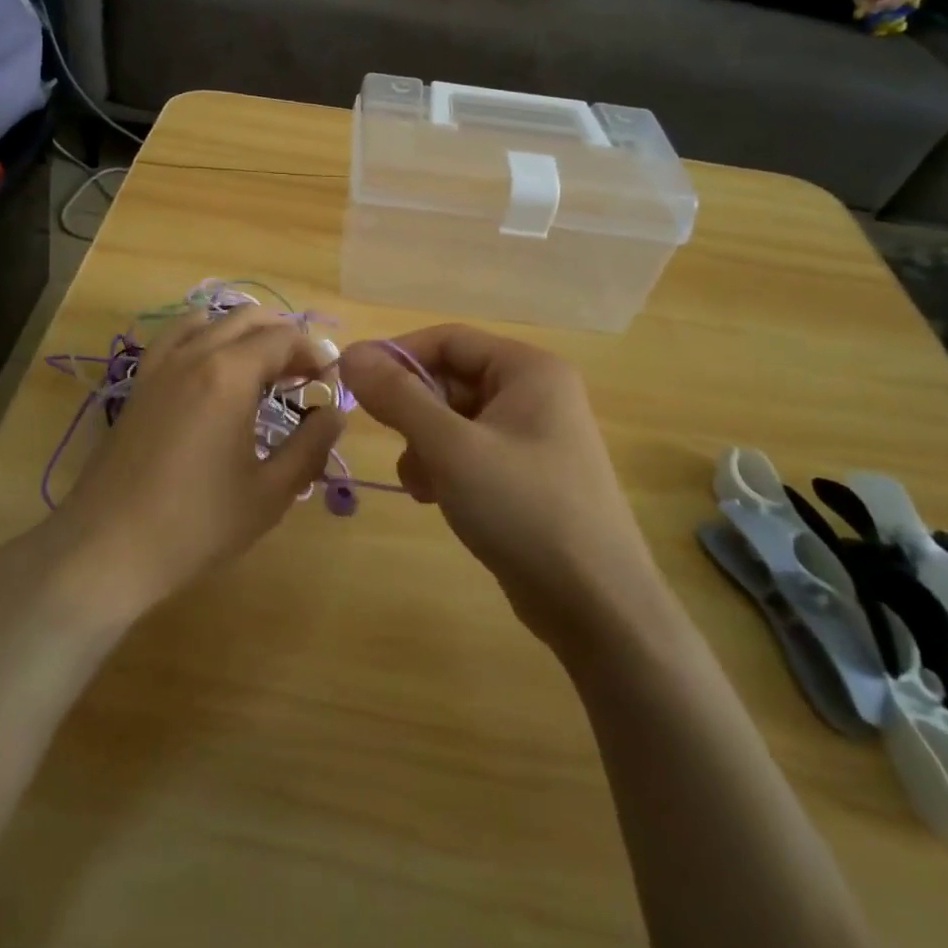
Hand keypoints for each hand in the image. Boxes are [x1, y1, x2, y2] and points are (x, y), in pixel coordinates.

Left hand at [48, 305, 343, 617]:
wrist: (108, 548)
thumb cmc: (196, 524)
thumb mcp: (270, 493)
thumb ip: (310, 446)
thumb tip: (335, 412)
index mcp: (230, 374)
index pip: (284, 338)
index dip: (315, 354)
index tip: (330, 383)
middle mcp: (195, 354)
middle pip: (249, 318)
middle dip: (284, 336)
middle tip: (305, 374)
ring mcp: (161, 364)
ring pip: (211, 319)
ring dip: (245, 331)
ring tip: (264, 366)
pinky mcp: (140, 382)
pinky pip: (176, 336)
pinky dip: (204, 334)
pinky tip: (212, 364)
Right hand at [339, 326, 656, 650]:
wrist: (596, 607)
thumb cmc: (524, 509)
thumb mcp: (451, 448)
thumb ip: (398, 397)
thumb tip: (350, 353)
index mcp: (528, 369)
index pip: (447, 339)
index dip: (398, 357)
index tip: (356, 386)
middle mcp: (534, 392)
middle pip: (450, 379)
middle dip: (414, 412)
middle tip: (391, 444)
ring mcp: (532, 436)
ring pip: (454, 419)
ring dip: (424, 445)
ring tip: (421, 484)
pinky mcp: (526, 474)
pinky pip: (469, 451)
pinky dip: (444, 468)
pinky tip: (436, 499)